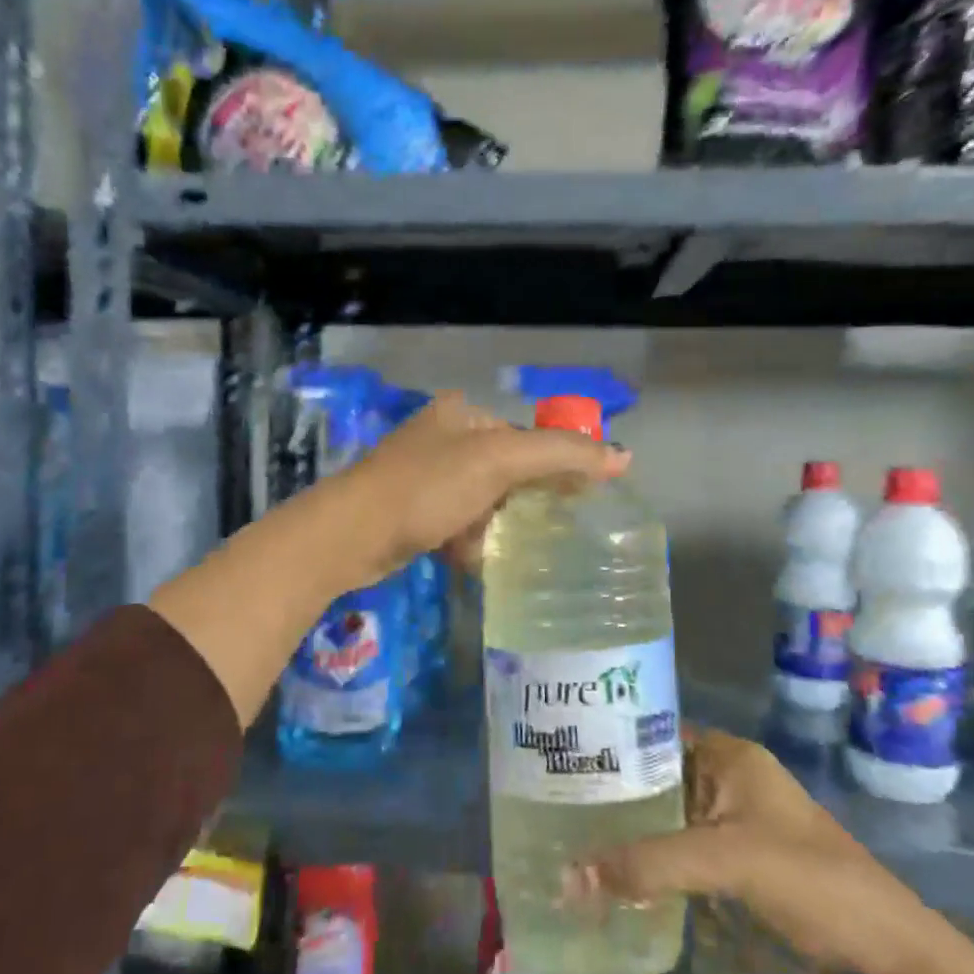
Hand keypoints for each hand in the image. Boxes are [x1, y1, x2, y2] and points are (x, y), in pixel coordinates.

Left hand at [322, 391, 629, 588]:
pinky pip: (458, 525)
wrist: (350, 535)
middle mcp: (443, 438)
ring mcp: (424, 476)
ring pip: (484, 502)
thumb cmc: (426, 488)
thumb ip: (562, 455)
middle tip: (545, 531)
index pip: (528, 436)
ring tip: (504, 549)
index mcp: (463, 414)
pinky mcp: (412, 512)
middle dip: (524, 503)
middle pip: (507, 470)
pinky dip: (468, 542)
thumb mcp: (498, 462)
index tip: (578, 501)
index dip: (557, 466)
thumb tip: (624, 456)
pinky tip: (468, 558)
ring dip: (496, 527)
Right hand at [570, 729, 973, 973]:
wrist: (888, 958)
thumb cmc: (811, 883)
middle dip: (609, 792)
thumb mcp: (726, 862)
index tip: (558, 755)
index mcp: (729, 757)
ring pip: (663, 818)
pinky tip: (607, 873)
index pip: (654, 732)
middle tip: (548, 800)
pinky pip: (676, 853)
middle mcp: (726, 780)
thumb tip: (566, 877)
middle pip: (654, 777)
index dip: (608, 741)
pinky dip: (646, 861)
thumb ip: (647, 865)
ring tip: (565, 836)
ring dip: (625, 830)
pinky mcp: (733, 866)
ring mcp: (730, 825)